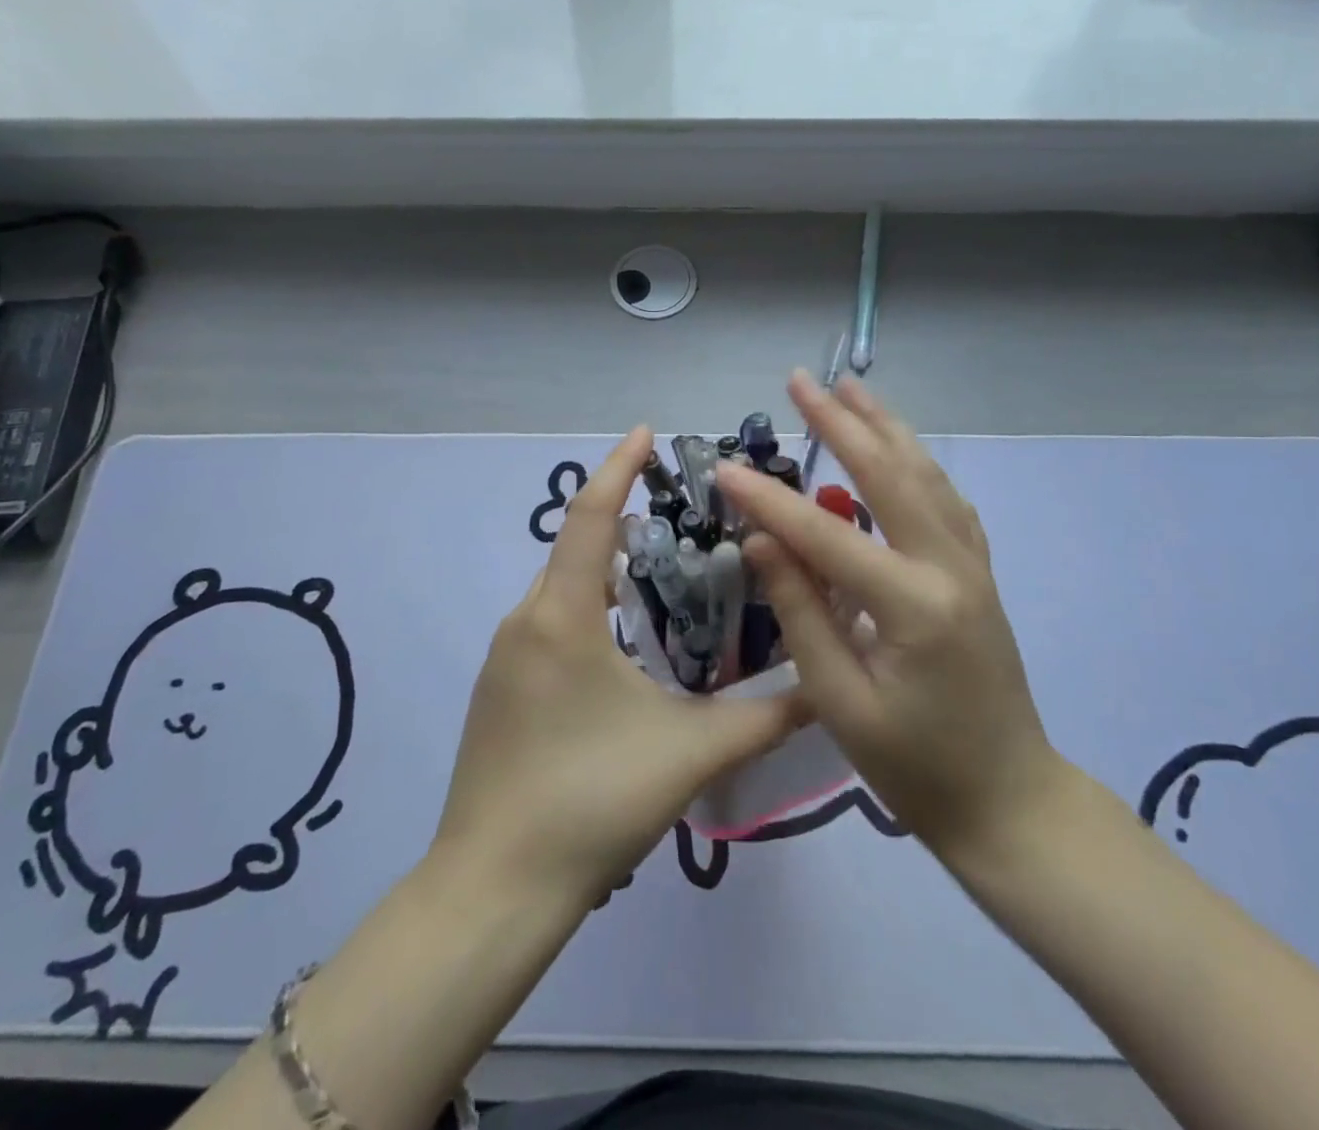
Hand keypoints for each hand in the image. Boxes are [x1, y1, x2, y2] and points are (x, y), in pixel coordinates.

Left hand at [432, 427, 806, 905]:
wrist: (494, 886)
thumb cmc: (590, 800)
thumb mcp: (689, 752)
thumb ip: (764, 719)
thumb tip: (824, 689)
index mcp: (563, 615)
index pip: (592, 516)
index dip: (619, 466)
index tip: (647, 431)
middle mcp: (526, 620)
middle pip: (576, 547)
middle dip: (623, 519)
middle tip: (684, 515)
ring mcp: (505, 655)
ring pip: (562, 587)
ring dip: (607, 568)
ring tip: (666, 571)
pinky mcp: (500, 688)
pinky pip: (549, 622)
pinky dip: (588, 607)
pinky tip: (626, 641)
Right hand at [717, 375, 1064, 864]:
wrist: (1009, 801)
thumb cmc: (916, 766)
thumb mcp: (841, 701)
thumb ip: (802, 612)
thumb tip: (762, 540)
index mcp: (913, 604)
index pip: (826, 534)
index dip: (770, 500)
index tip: (724, 466)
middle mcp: (949, 567)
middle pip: (890, 474)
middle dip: (841, 423)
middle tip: (800, 382)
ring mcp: (972, 566)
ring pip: (926, 475)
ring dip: (885, 427)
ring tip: (850, 389)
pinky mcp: (978, 574)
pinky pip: (946, 501)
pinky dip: (917, 463)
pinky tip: (900, 449)